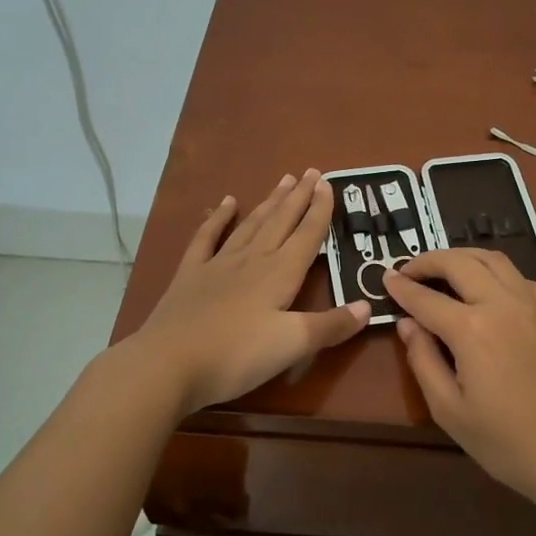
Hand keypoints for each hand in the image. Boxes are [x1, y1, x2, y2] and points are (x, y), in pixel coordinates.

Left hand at [128, 170, 369, 412]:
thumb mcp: (293, 345)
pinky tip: (226, 203)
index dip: (320, 210)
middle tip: (310, 172)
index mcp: (280, 274)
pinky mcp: (191, 275)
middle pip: (281, 222)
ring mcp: (218, 264)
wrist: (168, 364)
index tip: (328, 183)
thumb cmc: (237, 355)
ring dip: (269, 203)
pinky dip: (218, 218)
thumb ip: (331, 325)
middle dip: (298, 197)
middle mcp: (252, 260)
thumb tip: (367, 306)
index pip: (307, 235)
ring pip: (250, 225)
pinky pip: (207, 238)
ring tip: (283, 181)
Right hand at [384, 250, 535, 505]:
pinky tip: (490, 291)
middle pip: (460, 262)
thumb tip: (408, 324)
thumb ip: (423, 361)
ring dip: (463, 257)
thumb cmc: (508, 443)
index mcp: (471, 329)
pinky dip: (496, 273)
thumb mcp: (450, 411)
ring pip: (494, 259)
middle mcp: (503, 304)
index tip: (385, 279)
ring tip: (446, 270)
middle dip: (429, 260)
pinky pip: (521, 277)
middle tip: (409, 269)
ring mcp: (535, 304)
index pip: (426, 298)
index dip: (401, 287)